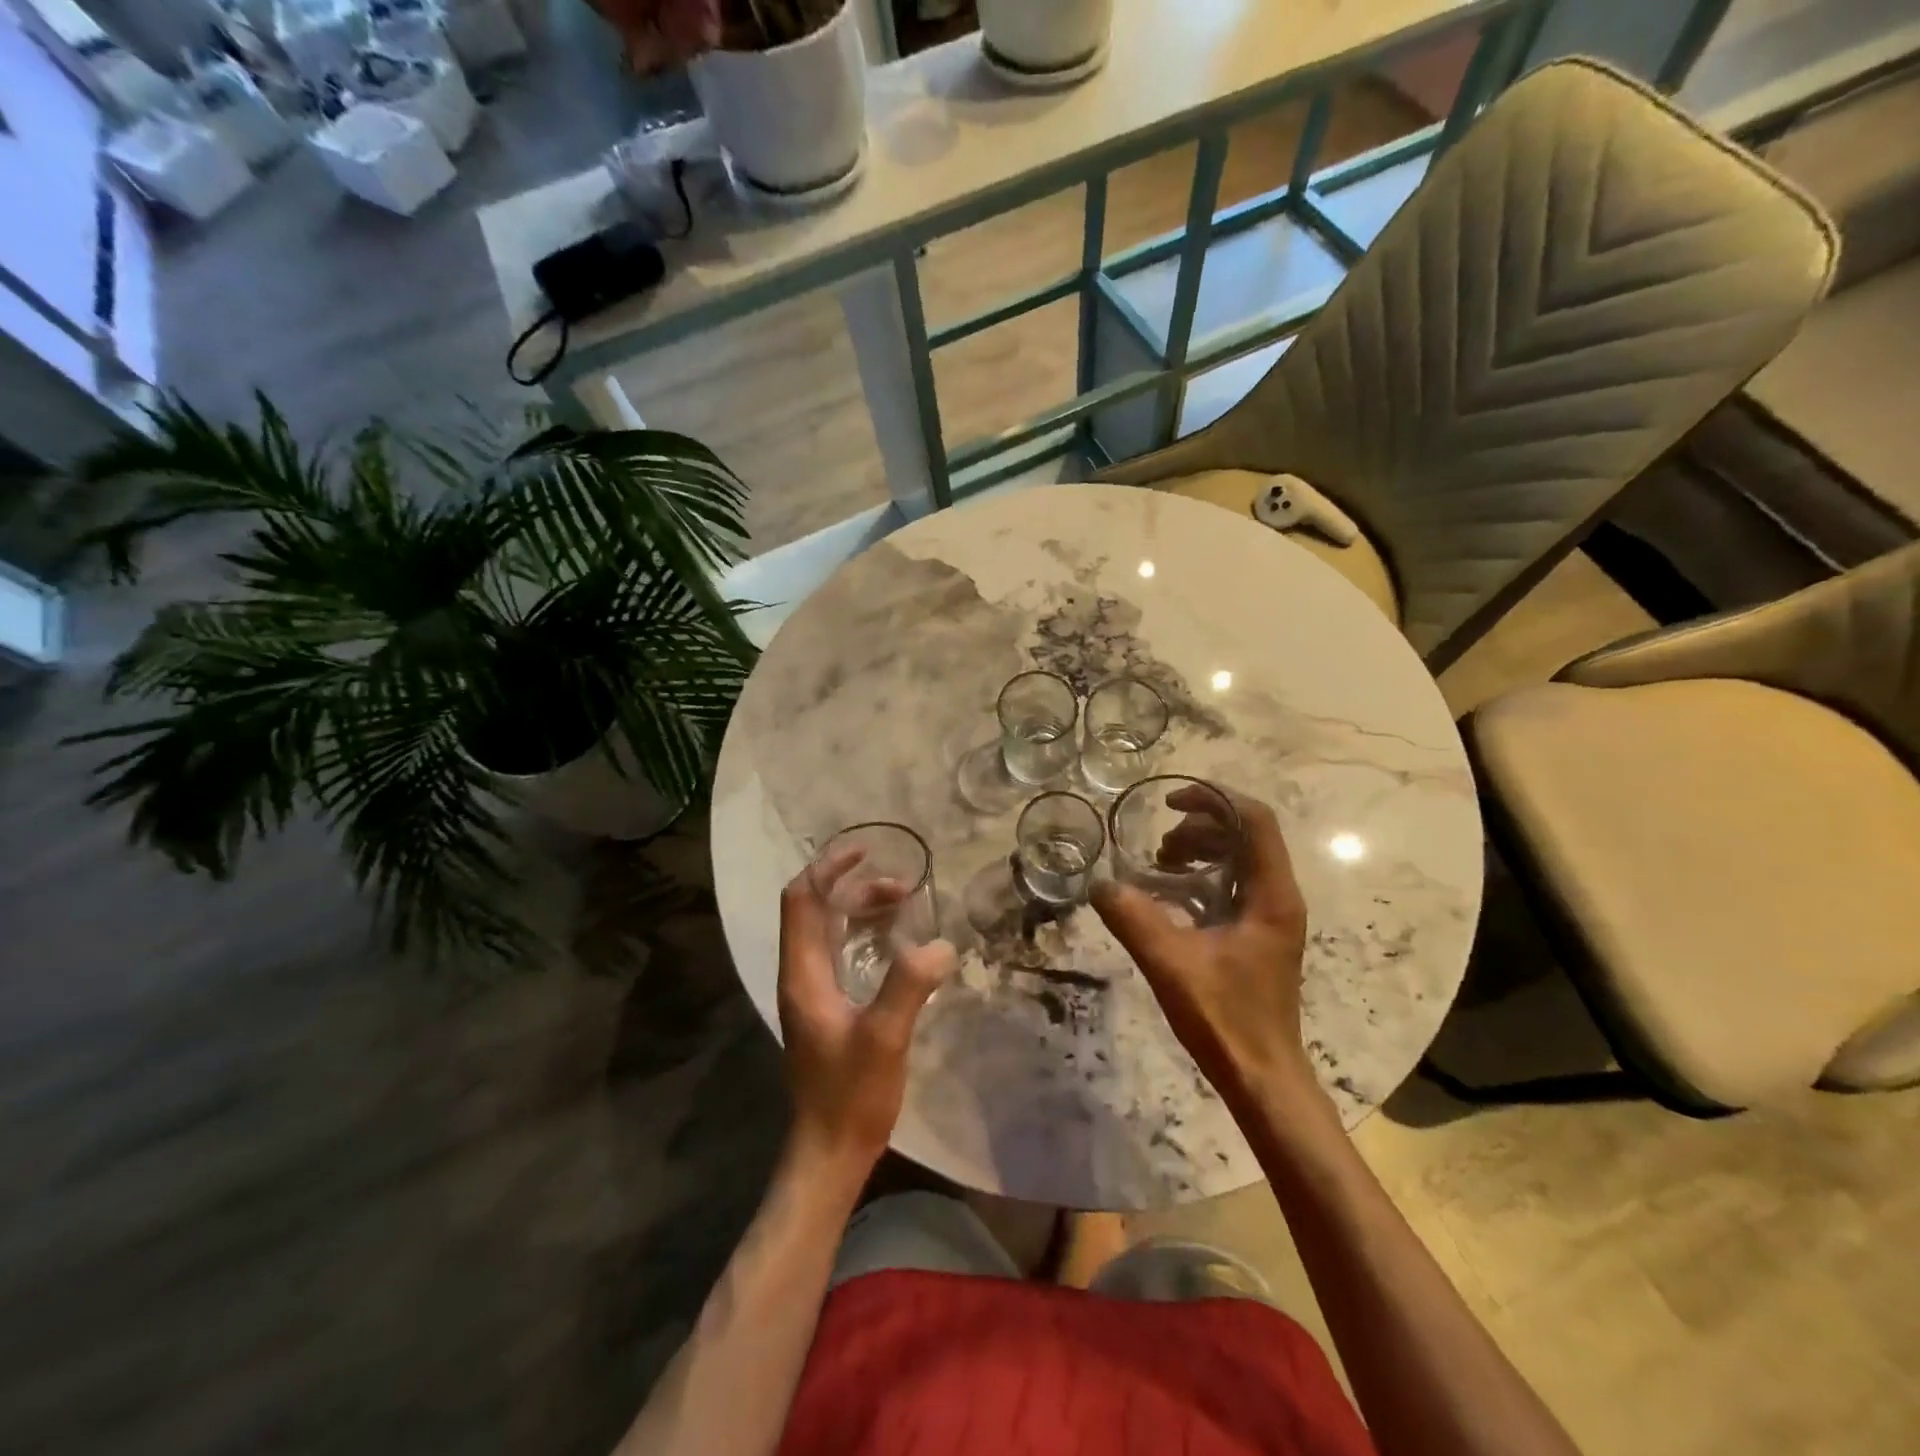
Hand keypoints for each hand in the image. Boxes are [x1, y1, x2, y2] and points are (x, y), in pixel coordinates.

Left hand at [777, 849, 955, 1175]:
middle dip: (856, 887)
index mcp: (803, 973)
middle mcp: (801, 973)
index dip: (828, 868)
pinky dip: (866, 933)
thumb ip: (908, 986)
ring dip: (862, 909)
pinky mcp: (827, 1007)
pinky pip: (842, 951)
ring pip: (830, 929)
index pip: (801, 900)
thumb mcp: (884, 1038)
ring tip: (905, 904)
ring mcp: (812, 991)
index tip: (865, 851)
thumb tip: (940, 942)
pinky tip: (897, 942)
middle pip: (817, 909)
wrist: (830, 1150)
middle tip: (903, 885)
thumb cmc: (851, 1095)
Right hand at [1091, 786, 1315, 1103]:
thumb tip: (1099, 883)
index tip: (1168, 805)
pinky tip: (1170, 894)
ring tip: (1161, 865)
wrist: (1262, 1076)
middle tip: (1159, 848)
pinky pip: (1232, 883)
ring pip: (1239, 858)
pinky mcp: (1258, 933)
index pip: (1254, 820)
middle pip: (1245, 834)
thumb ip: (1134, 919)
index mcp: (1271, 895)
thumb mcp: (1171, 964)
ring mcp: (1271, 915)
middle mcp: (1278, 897)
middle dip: (1199, 827)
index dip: (1213, 799)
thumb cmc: (1225, 1019)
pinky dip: (1202, 875)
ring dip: (1200, 850)